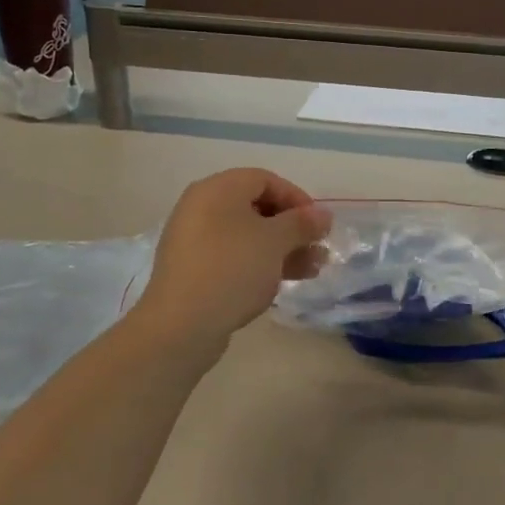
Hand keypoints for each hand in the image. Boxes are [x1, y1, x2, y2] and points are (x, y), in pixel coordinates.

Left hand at [132, 169, 329, 350]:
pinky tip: (281, 283)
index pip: (265, 179)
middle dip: (292, 229)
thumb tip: (323, 215)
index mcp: (217, 189)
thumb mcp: (275, 242)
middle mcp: (201, 208)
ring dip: (282, 250)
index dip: (296, 198)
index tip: (318, 224)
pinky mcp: (193, 270)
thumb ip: (302, 224)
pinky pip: (232, 257)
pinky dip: (258, 264)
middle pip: (256, 208)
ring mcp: (194, 240)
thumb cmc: (232, 269)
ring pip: (247, 237)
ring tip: (312, 270)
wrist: (181, 324)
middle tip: (318, 249)